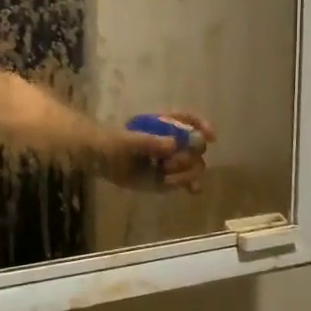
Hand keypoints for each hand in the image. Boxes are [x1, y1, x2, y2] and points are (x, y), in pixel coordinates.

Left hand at [102, 111, 217, 191]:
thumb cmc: (113, 143)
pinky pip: (186, 181)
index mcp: (165, 124)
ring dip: (187, 173)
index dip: (202, 126)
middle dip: (189, 156)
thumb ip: (149, 142)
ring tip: (167, 178)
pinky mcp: (168, 177)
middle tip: (169, 165)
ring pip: (194, 165)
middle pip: (196, 146)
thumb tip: (173, 145)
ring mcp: (172, 160)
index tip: (209, 136)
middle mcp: (174, 141)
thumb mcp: (127, 141)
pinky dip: (191, 184)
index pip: (189, 120)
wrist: (101, 161)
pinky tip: (192, 190)